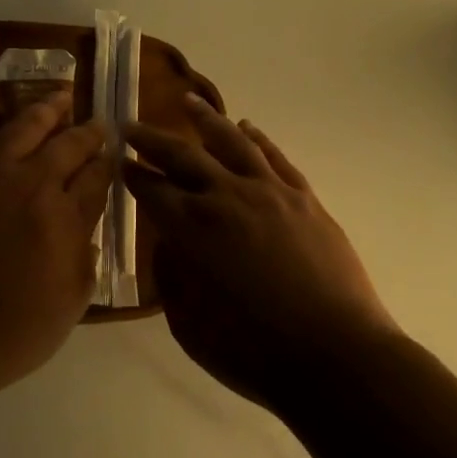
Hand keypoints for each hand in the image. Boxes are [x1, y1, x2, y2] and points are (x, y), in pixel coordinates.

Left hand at [0, 86, 112, 402]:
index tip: (113, 155)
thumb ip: (83, 267)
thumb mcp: (64, 313)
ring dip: (47, 108)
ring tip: (62, 94)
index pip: (96, 181)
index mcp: (64, 220)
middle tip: (98, 122)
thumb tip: (88, 233)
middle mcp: (33, 183)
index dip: (107, 165)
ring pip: (25, 126)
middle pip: (68, 147)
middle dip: (88, 132)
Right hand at [123, 98, 399, 409]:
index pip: (152, 190)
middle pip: (182, 156)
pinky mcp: (304, 198)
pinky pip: (275, 157)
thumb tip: (170, 242)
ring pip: (231, 141)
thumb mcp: (190, 327)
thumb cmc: (255, 353)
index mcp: (193, 229)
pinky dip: (258, 138)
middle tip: (132, 125)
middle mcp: (227, 197)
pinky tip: (246, 127)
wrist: (337, 357)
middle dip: (152, 139)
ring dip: (205, 119)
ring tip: (188, 101)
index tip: (119, 160)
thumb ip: (172, 278)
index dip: (132, 174)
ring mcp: (269, 192)